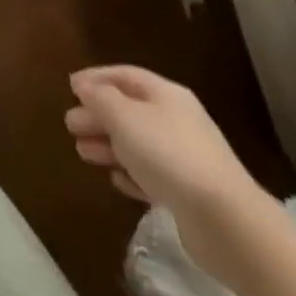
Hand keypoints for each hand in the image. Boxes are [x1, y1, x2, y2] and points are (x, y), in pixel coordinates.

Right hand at [66, 66, 273, 284]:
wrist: (225, 220)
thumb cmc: (167, 154)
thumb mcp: (123, 117)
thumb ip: (99, 98)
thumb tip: (84, 86)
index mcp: (165, 94)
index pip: (124, 75)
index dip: (95, 78)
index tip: (70, 87)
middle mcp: (177, 120)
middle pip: (129, 110)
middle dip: (98, 115)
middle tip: (70, 125)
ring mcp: (186, 157)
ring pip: (138, 143)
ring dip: (109, 145)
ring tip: (82, 153)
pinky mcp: (189, 193)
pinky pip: (152, 175)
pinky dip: (131, 173)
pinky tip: (117, 180)